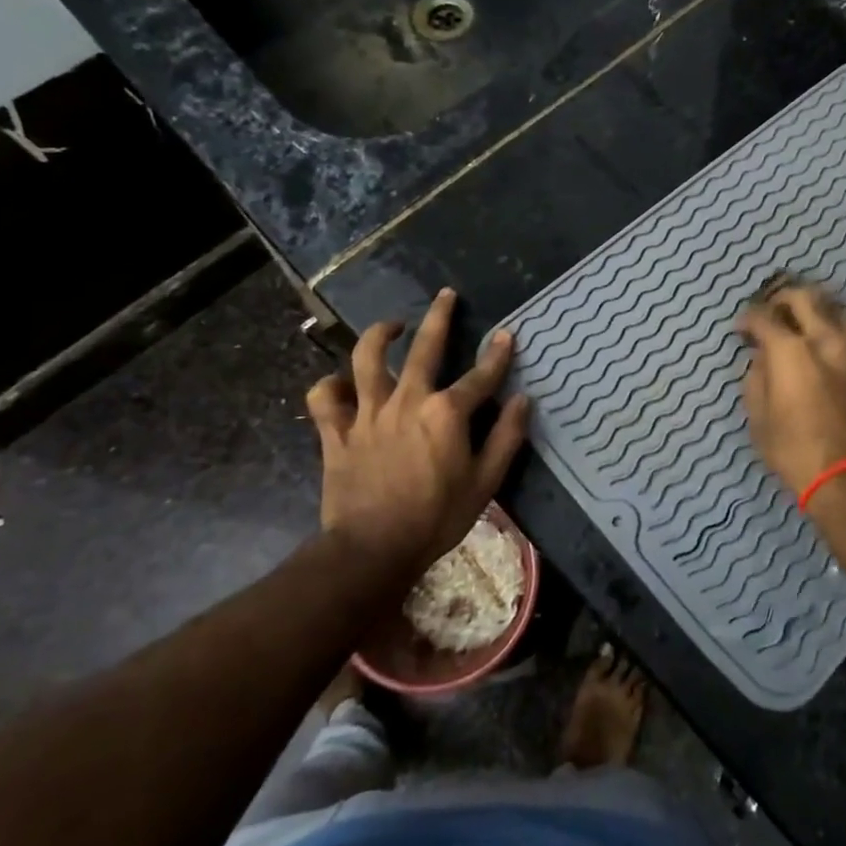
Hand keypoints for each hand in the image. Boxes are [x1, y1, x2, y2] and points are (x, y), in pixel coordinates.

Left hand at [306, 288, 530, 569]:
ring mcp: (367, 413)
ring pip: (367, 359)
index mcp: (446, 413)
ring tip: (391, 326)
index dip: (497, 354)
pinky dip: (330, 385)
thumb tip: (522, 400)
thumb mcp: (485, 482)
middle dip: (439, 317)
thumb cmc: (436, 518)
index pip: (480, 375)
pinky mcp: (336, 431)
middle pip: (424, 347)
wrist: (372, 550)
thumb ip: (506, 437)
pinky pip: (324, 397)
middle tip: (446, 295)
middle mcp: (407, 400)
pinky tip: (340, 382)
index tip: (506, 335)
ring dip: (379, 335)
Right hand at [736, 275, 845, 498]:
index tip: (741, 329)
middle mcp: (825, 338)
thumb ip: (756, 376)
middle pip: (804, 296)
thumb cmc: (793, 449)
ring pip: (836, 306)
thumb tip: (761, 357)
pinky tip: (822, 340)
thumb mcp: (759, 415)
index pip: (764, 316)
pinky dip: (834, 324)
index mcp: (791, 350)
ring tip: (801, 321)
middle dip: (782, 298)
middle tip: (770, 312)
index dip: (748, 319)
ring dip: (815, 307)